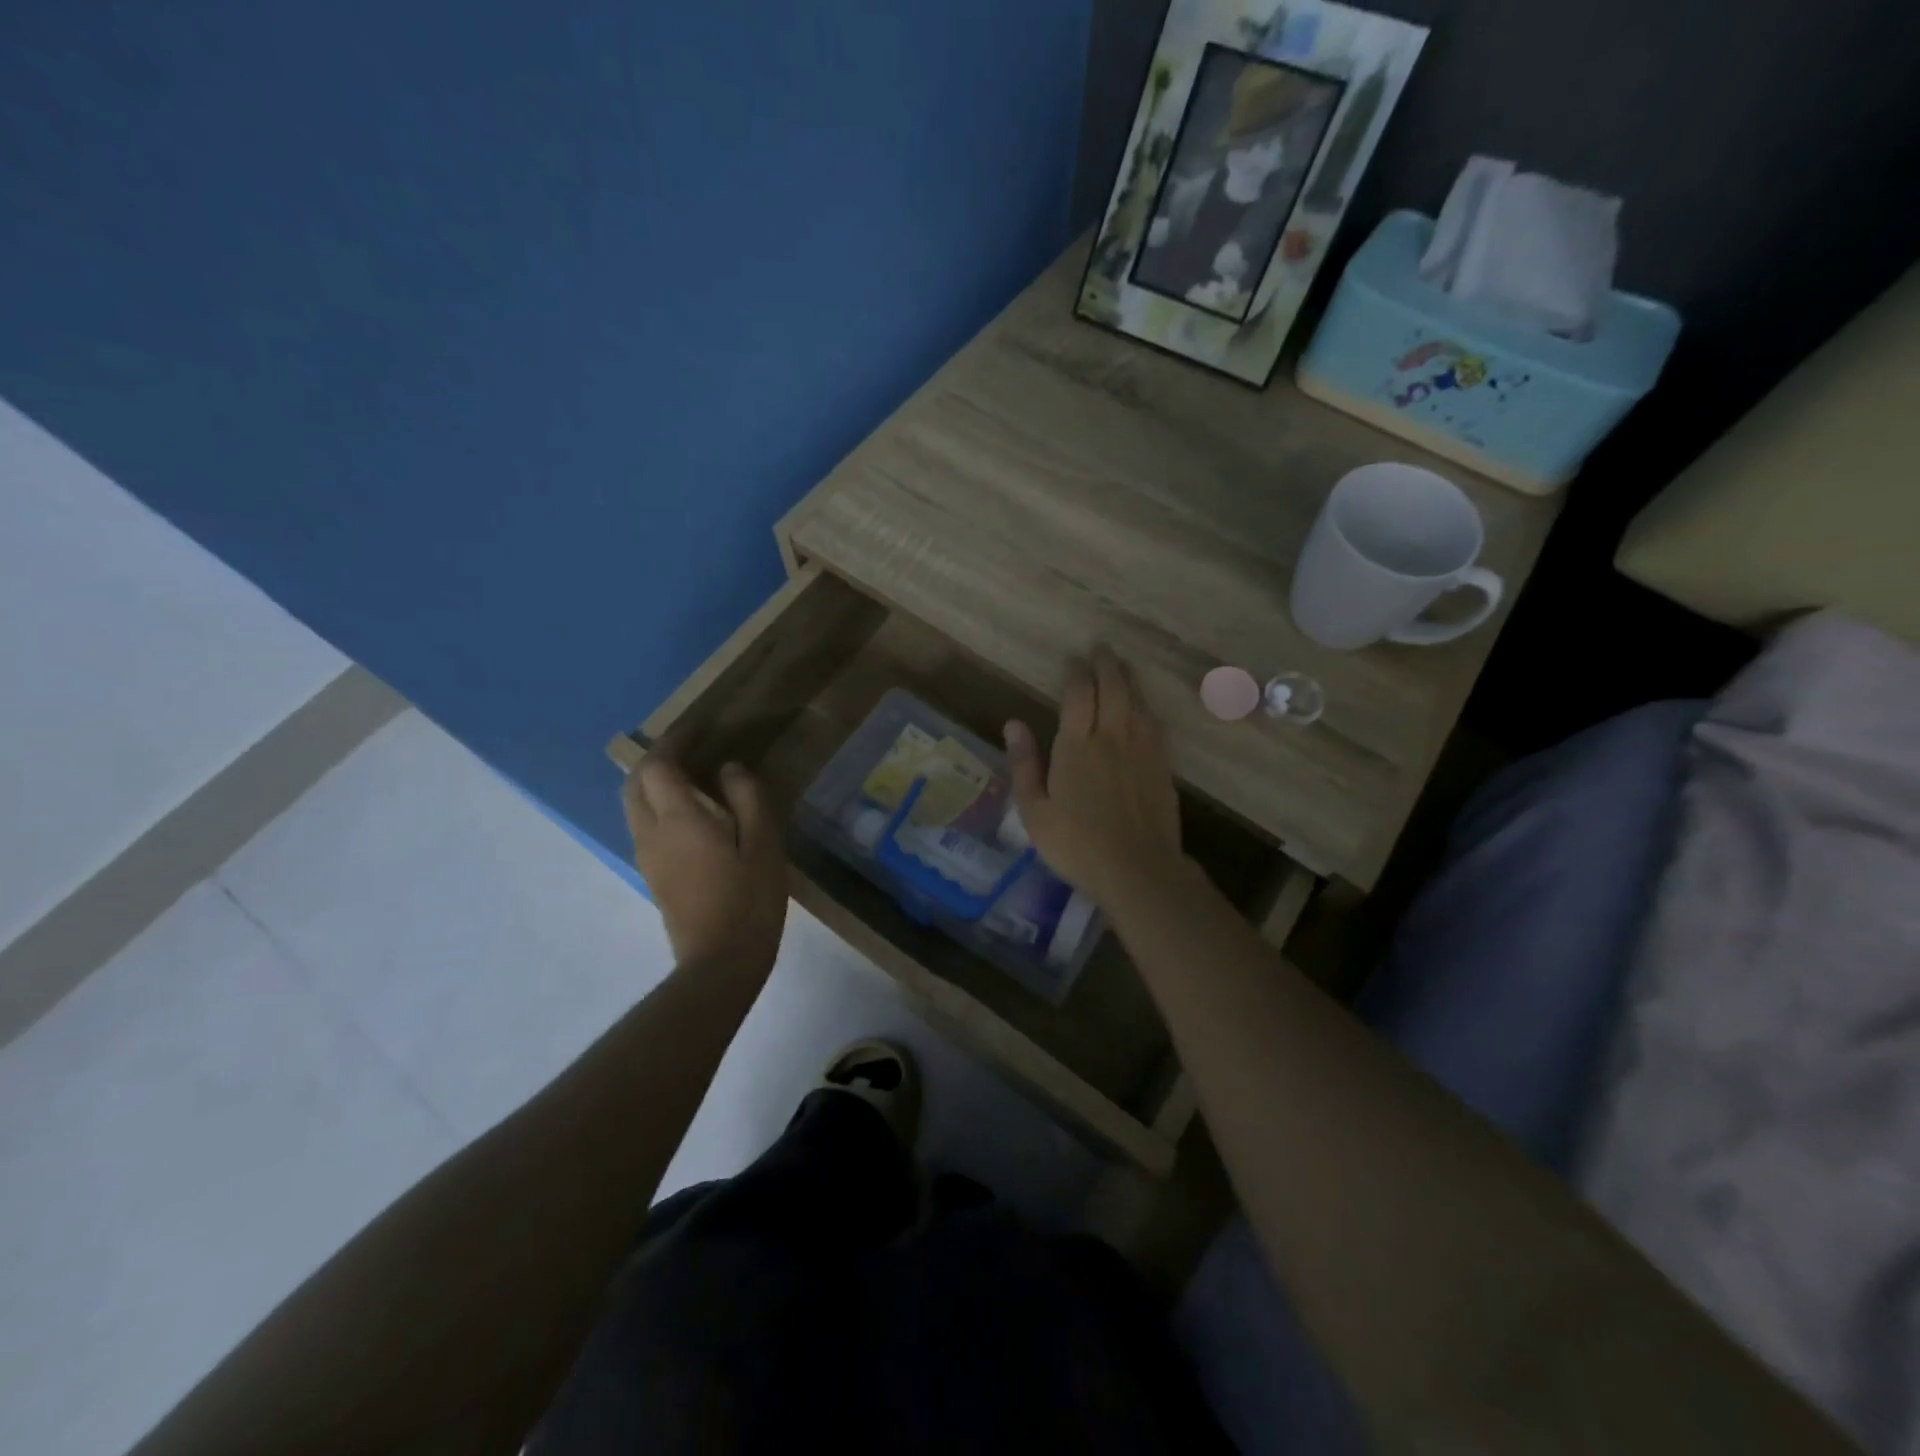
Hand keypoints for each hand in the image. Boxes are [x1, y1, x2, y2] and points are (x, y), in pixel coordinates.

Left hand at [622, 757, 787, 973]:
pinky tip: (691, 816)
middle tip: (689, 749)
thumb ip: (747, 798)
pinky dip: (658, 807)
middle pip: (635, 783)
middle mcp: (651, 833)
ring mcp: (648, 857)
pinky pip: (644, 827)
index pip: (659, 765)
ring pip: (634, 806)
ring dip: (653, 783)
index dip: (674, 740)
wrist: (721, 962)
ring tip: (689, 777)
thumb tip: (729, 769)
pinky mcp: (653, 876)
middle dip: (656, 759)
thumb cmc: (749, 899)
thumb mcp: (764, 844)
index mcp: (679, 819)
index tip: (697, 727)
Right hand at [1004, 646, 1186, 909]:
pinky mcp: (1163, 766)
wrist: (1138, 869)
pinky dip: (1147, 707)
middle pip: (1113, 688)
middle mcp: (1112, 737)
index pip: (1079, 693)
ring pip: (1137, 701)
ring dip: (1129, 680)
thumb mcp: (1035, 811)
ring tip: (1122, 668)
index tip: (1073, 659)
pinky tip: (1144, 708)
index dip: (1076, 672)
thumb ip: (1024, 764)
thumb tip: (1013, 723)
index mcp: (1077, 745)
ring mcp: (1142, 749)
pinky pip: (1155, 724)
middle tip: (1102, 649)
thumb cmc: (1076, 844)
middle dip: (1106, 665)